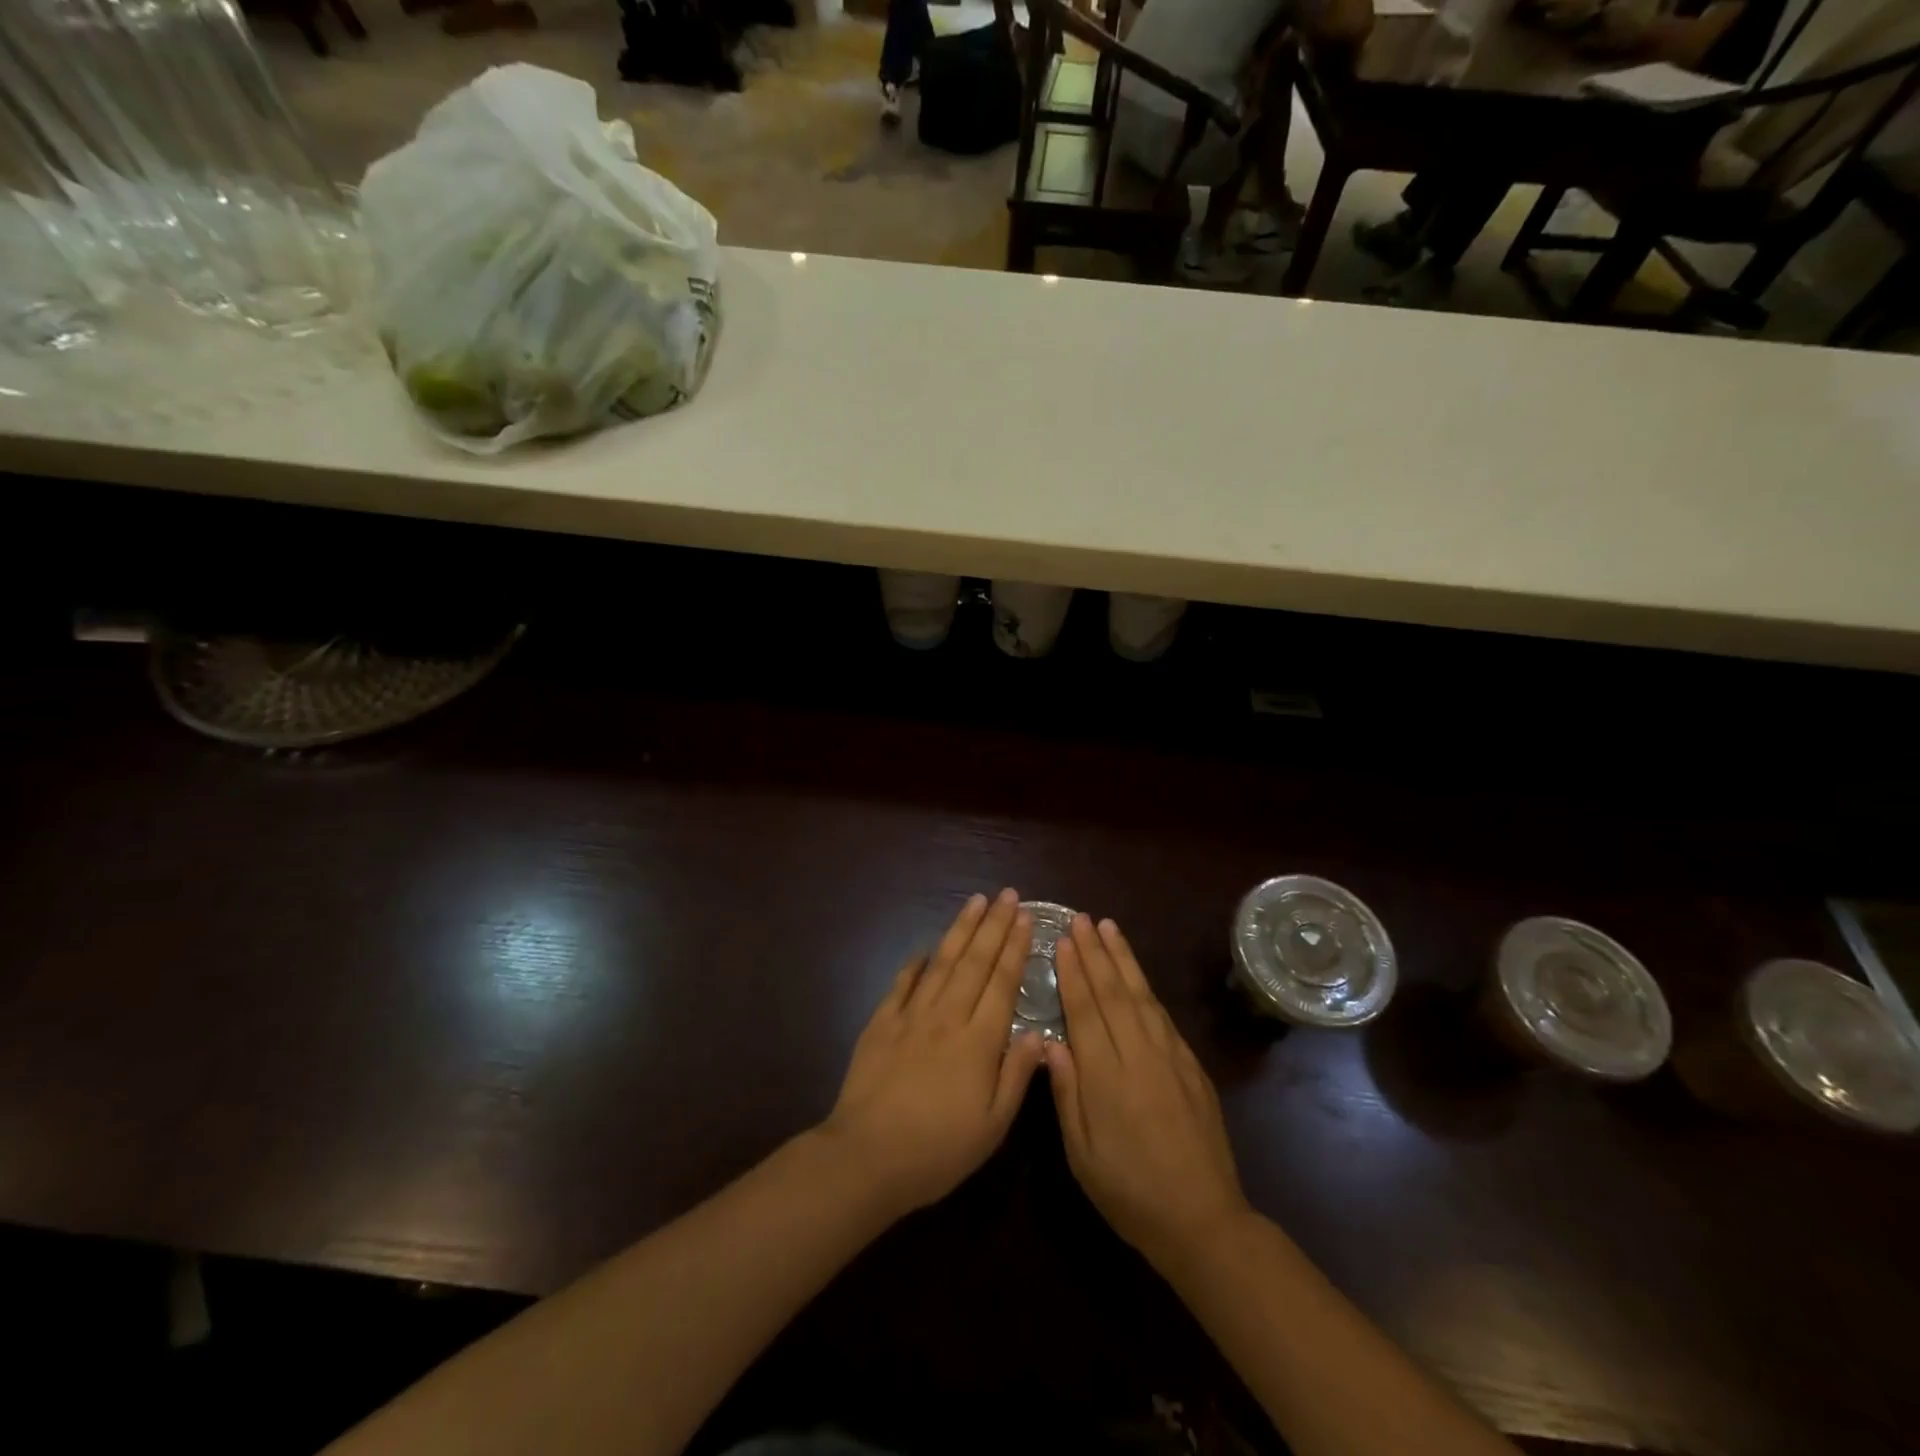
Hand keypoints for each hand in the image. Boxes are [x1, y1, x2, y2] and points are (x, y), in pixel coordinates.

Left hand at [820, 889, 1046, 1219]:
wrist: (867, 1156)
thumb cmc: (938, 1150)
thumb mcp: (992, 1126)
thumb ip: (1018, 1076)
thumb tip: (1040, 1034)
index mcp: (979, 1041)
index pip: (1002, 982)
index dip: (1015, 947)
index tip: (1025, 917)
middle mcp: (947, 1016)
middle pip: (975, 961)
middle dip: (993, 924)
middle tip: (1006, 894)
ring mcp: (911, 1015)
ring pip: (941, 962)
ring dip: (960, 929)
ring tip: (974, 901)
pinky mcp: (881, 1022)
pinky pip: (903, 982)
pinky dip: (916, 962)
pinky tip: (926, 948)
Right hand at [1046, 915, 1251, 1270]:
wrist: (1204, 1221)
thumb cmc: (1130, 1193)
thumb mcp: (1083, 1154)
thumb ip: (1067, 1094)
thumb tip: (1049, 1042)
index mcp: (1108, 1079)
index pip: (1086, 1012)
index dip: (1073, 974)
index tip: (1062, 941)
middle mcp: (1140, 1057)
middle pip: (1114, 993)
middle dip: (1095, 953)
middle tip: (1081, 919)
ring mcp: (1171, 1058)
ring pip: (1142, 996)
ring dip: (1123, 959)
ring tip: (1108, 928)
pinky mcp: (1192, 1066)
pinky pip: (1163, 1015)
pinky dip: (1146, 988)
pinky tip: (1136, 974)